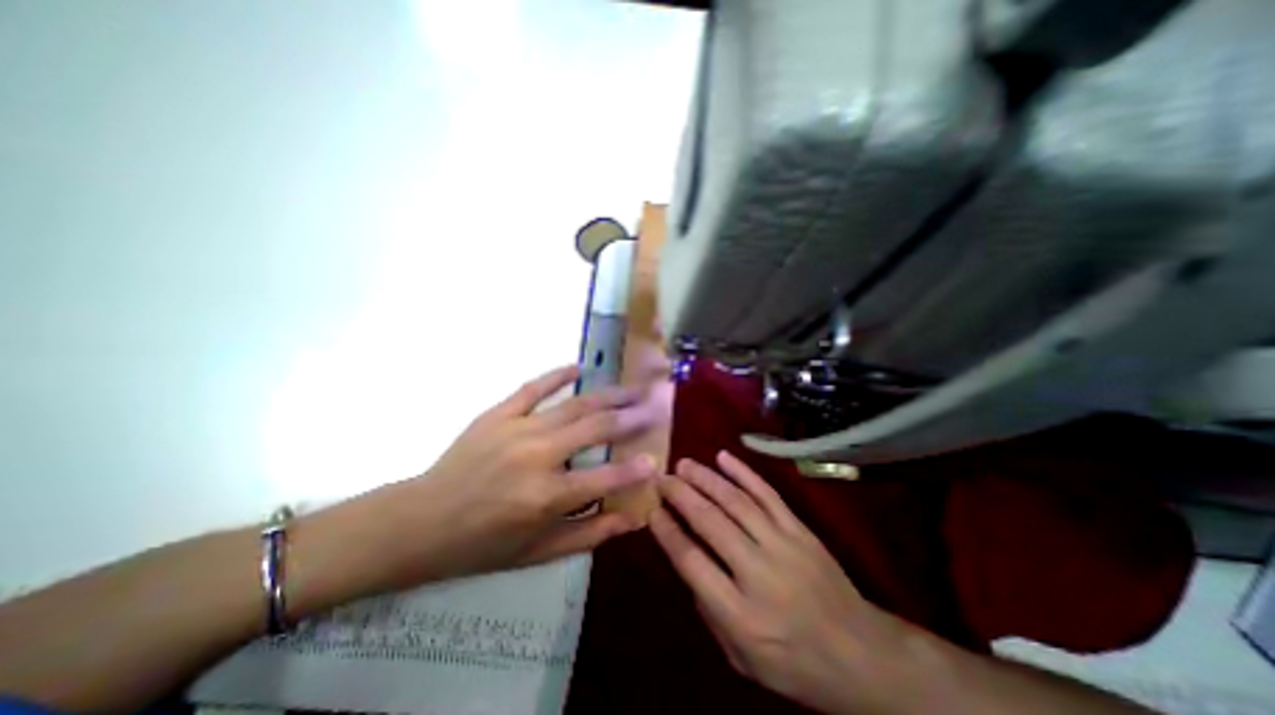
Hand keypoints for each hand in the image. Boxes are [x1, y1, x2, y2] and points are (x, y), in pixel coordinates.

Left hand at [353, 367, 662, 587]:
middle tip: (652, 405)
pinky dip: (558, 376)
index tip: (656, 458)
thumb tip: (631, 520)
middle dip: (629, 417)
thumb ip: (589, 534)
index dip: (634, 470)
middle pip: (594, 429)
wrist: (421, 522)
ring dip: (607, 395)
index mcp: (546, 497)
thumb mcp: (538, 552)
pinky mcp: (498, 414)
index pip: (604, 479)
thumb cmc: (482, 544)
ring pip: (573, 405)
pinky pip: (533, 388)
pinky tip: (578, 368)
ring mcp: (517, 430)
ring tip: (631, 387)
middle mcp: (537, 457)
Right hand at [651, 452, 911, 714]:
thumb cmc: (794, 663)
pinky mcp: (800, 529)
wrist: (862, 655)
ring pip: (736, 501)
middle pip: (710, 522)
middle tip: (662, 478)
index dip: (668, 532)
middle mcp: (759, 572)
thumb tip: (688, 559)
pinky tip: (724, 457)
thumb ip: (709, 609)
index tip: (652, 510)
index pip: (692, 561)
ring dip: (706, 478)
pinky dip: (744, 473)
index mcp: (740, 614)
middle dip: (681, 495)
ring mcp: (783, 545)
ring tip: (684, 464)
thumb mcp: (741, 658)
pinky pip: (768, 494)